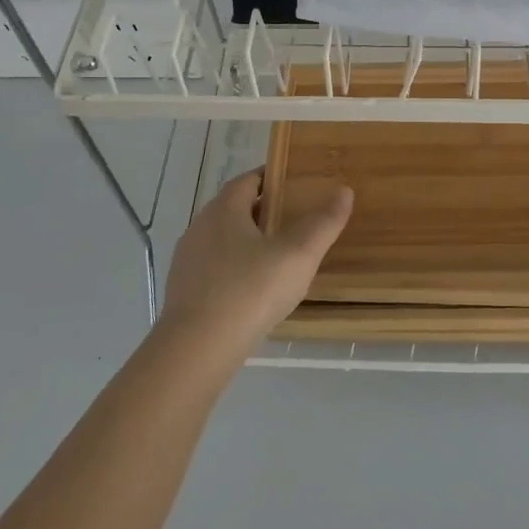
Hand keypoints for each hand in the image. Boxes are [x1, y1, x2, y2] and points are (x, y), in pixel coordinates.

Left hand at [154, 169, 353, 369]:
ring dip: (247, 241)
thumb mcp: (298, 255)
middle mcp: (200, 227)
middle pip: (234, 208)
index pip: (248, 180)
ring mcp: (187, 261)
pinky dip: (235, 269)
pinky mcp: (183, 291)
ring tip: (278, 256)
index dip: (272, 178)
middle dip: (263, 210)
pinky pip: (214, 268)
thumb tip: (344, 191)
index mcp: (224, 209)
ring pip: (222, 240)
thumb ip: (323, 223)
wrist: (197, 349)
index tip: (296, 185)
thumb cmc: (250, 291)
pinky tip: (253, 290)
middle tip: (295, 220)